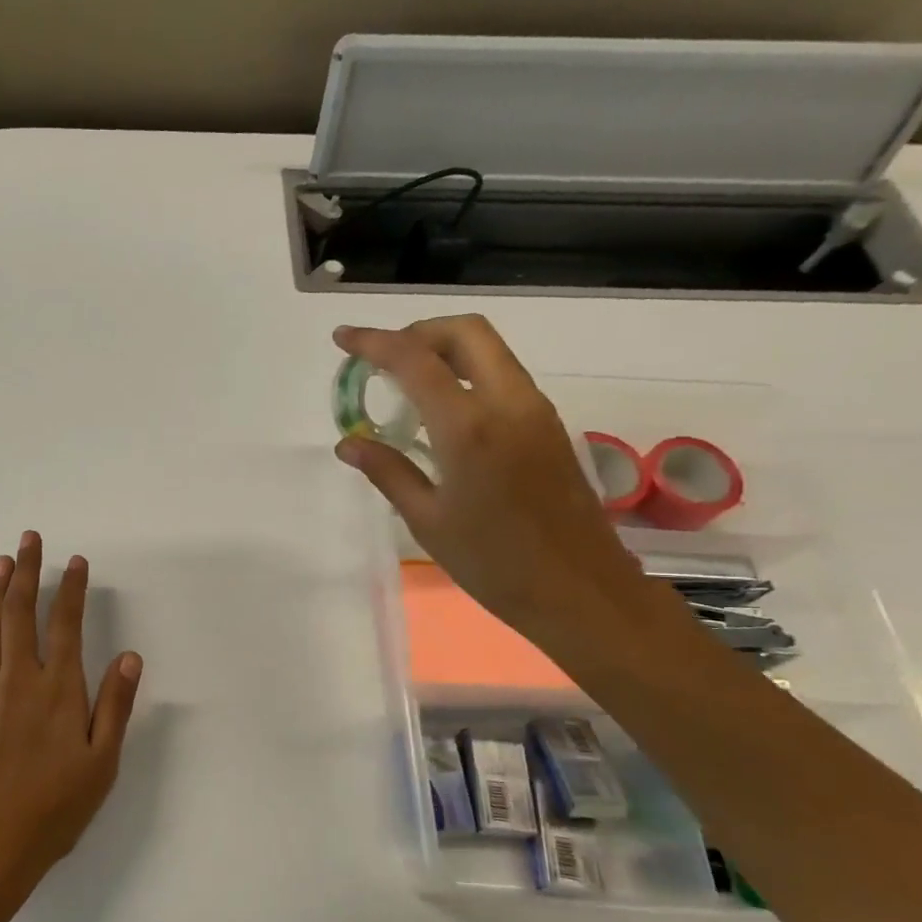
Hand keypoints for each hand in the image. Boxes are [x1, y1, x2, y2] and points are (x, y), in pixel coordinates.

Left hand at [0, 532, 142, 887]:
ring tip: (4, 560)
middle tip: (29, 539)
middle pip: (22, 613)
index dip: (71, 589)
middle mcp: (21, 679)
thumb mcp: (101, 762)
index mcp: (59, 690)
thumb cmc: (55, 807)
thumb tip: (128, 656)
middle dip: (28, 572)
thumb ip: (115, 705)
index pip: (66, 625)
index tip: (75, 561)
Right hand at [332, 316, 658, 643]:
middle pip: (465, 333)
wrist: (579, 590)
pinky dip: (466, 374)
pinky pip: (502, 377)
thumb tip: (348, 442)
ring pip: (489, 351)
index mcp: (469, 427)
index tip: (343, 338)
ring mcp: (535, 411)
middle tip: (381, 358)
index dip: (374, 342)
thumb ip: (388, 471)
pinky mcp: (548, 426)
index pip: (415, 361)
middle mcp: (508, 404)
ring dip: (444, 351)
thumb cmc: (493, 563)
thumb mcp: (427, 520)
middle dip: (418, 331)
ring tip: (404, 385)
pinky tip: (441, 412)